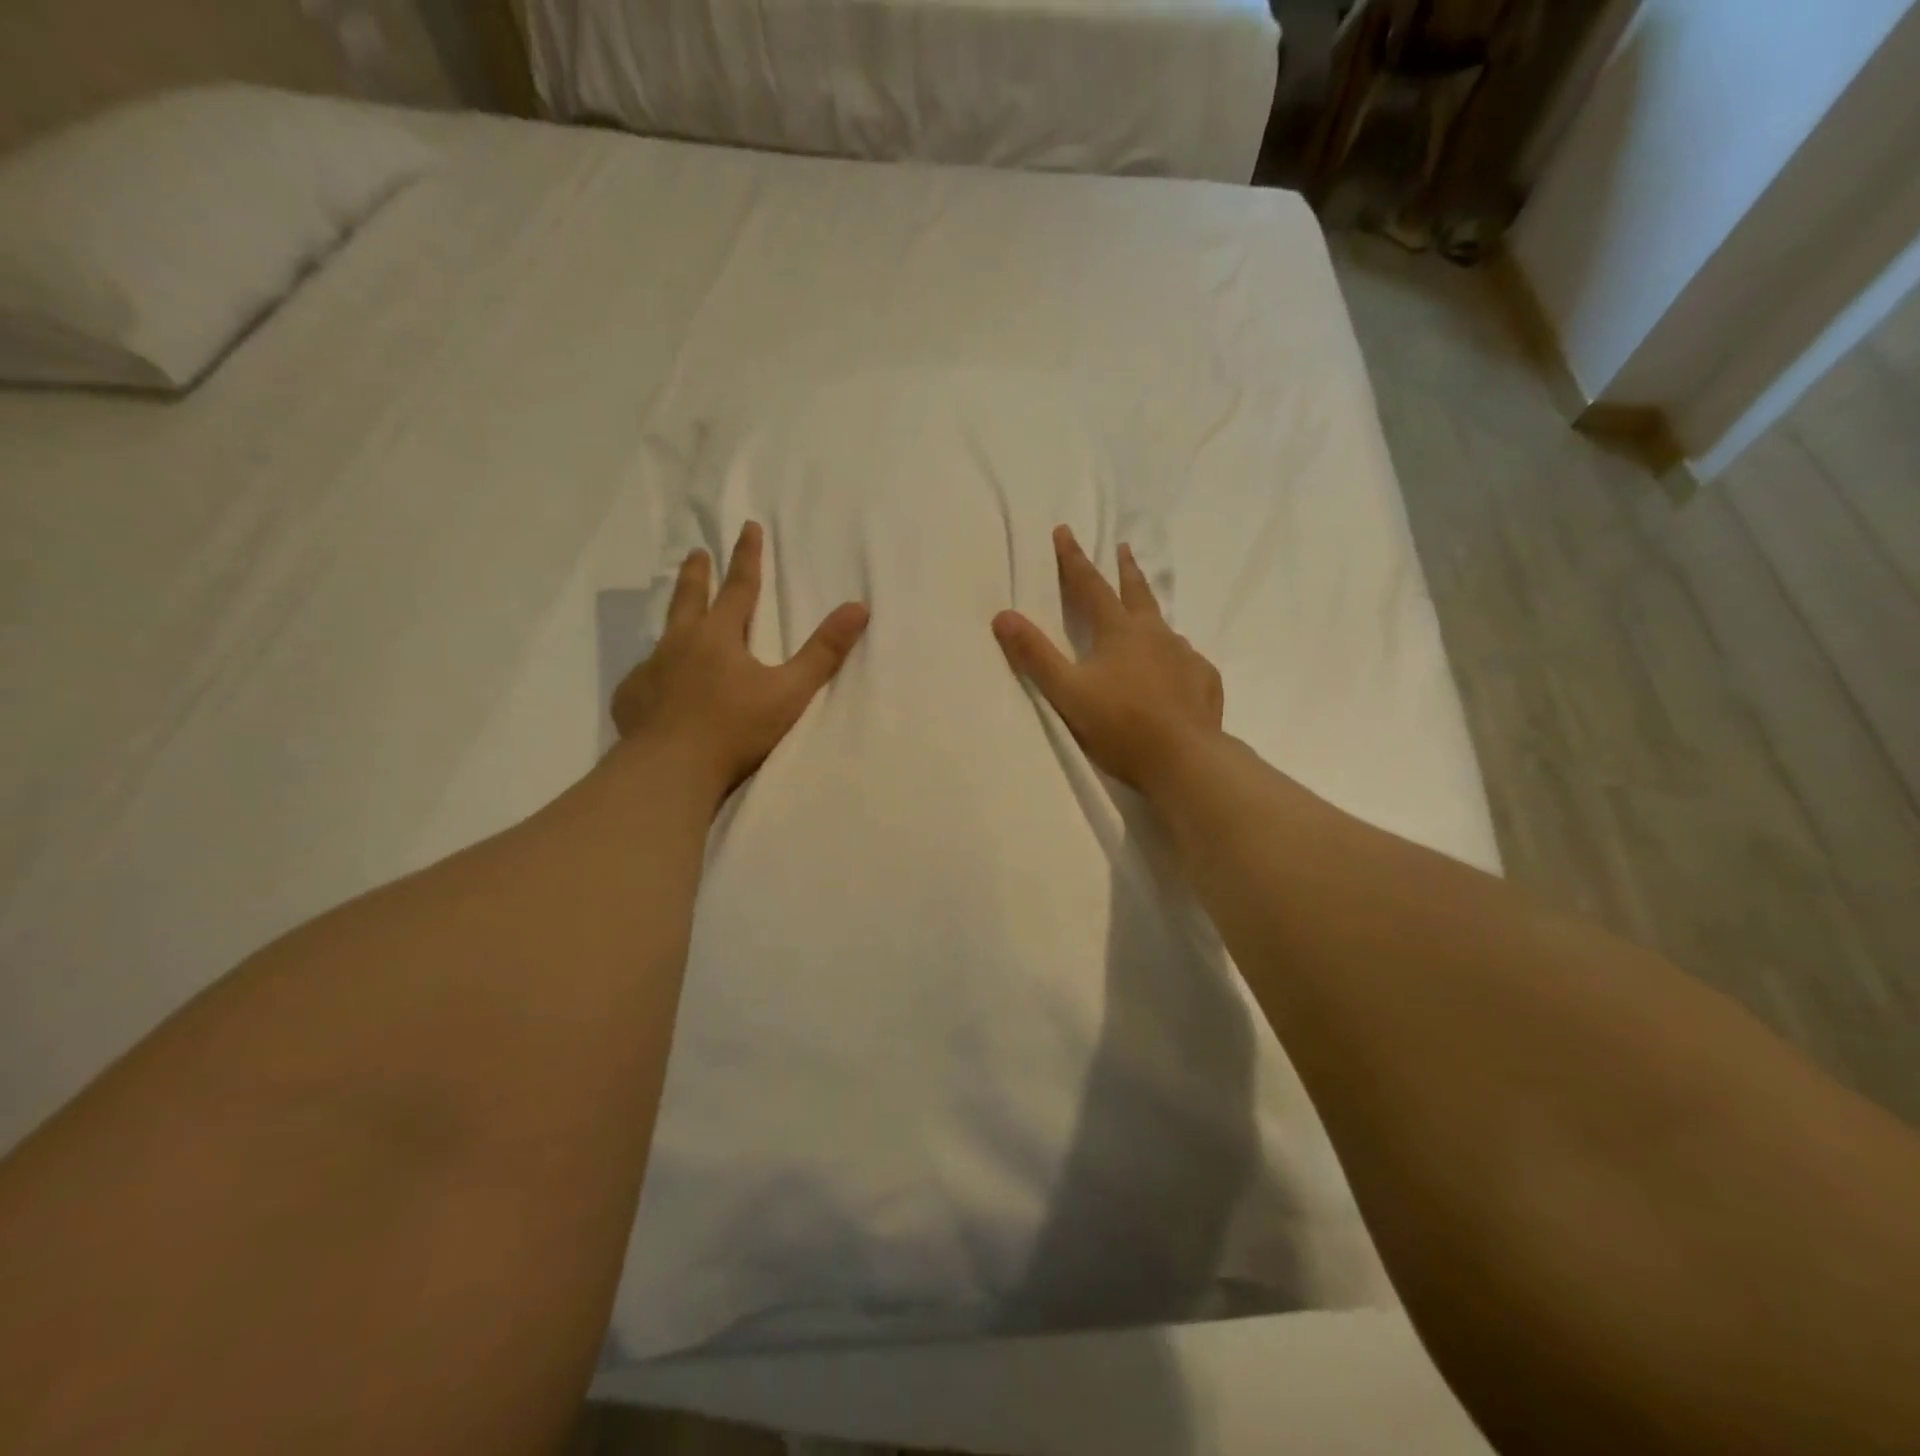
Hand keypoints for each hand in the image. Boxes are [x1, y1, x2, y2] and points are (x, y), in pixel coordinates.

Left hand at [612, 521, 868, 796]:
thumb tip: (858, 607)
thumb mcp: (789, 692)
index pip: (739, 587)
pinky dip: (655, 674)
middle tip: (696, 553)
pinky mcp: (631, 699)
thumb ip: (823, 652)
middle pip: (690, 599)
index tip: (748, 526)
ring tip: (676, 620)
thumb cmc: (735, 729)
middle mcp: (680, 644)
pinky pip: (644, 678)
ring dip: (673, 621)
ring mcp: (651, 671)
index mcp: (719, 637)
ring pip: (663, 636)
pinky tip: (656, 687)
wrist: (670, 770)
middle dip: (698, 573)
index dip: (747, 557)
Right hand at [993, 525, 1222, 793]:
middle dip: (1125, 569)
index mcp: (1119, 631)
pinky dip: (1174, 658)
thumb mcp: (1067, 692)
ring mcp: (1185, 656)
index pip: (1090, 586)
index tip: (1065, 531)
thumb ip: (1035, 655)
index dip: (1074, 559)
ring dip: (1150, 616)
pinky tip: (1173, 672)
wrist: (1183, 759)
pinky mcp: (1204, 680)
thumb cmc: (1119, 725)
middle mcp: (1155, 634)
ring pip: (1164, 628)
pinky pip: (1186, 661)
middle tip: (1123, 547)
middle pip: (1137, 592)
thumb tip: (1002, 616)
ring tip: (1145, 622)